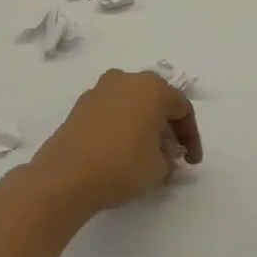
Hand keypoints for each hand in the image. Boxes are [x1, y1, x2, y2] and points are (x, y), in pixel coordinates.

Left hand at [33, 69, 202, 215]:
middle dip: (167, 128)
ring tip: (146, 154)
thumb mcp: (158, 168)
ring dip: (143, 126)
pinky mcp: (80, 106)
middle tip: (172, 154)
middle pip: (156, 101)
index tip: (191, 162)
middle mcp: (127, 79)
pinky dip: (121, 127)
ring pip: (132, 104)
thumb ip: (169, 160)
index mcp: (153, 88)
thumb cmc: (121, 165)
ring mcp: (100, 90)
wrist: (65, 176)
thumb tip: (163, 158)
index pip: (182, 108)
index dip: (191, 136)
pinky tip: (120, 152)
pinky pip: (111, 112)